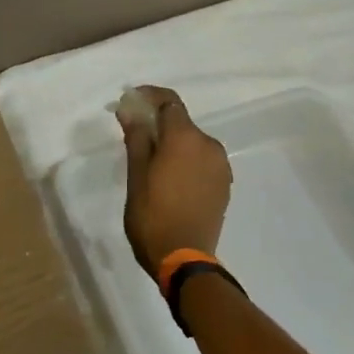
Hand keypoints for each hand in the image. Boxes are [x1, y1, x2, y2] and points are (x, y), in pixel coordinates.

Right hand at [118, 86, 231, 274]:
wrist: (183, 258)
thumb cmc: (151, 214)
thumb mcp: (136, 174)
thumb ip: (136, 137)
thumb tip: (130, 109)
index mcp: (185, 138)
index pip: (169, 101)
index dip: (148, 95)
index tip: (129, 101)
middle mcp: (208, 145)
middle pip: (180, 122)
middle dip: (157, 122)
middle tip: (132, 135)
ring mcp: (220, 165)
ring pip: (191, 142)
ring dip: (171, 143)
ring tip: (149, 161)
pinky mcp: (224, 184)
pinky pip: (201, 159)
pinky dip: (184, 159)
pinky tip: (169, 178)